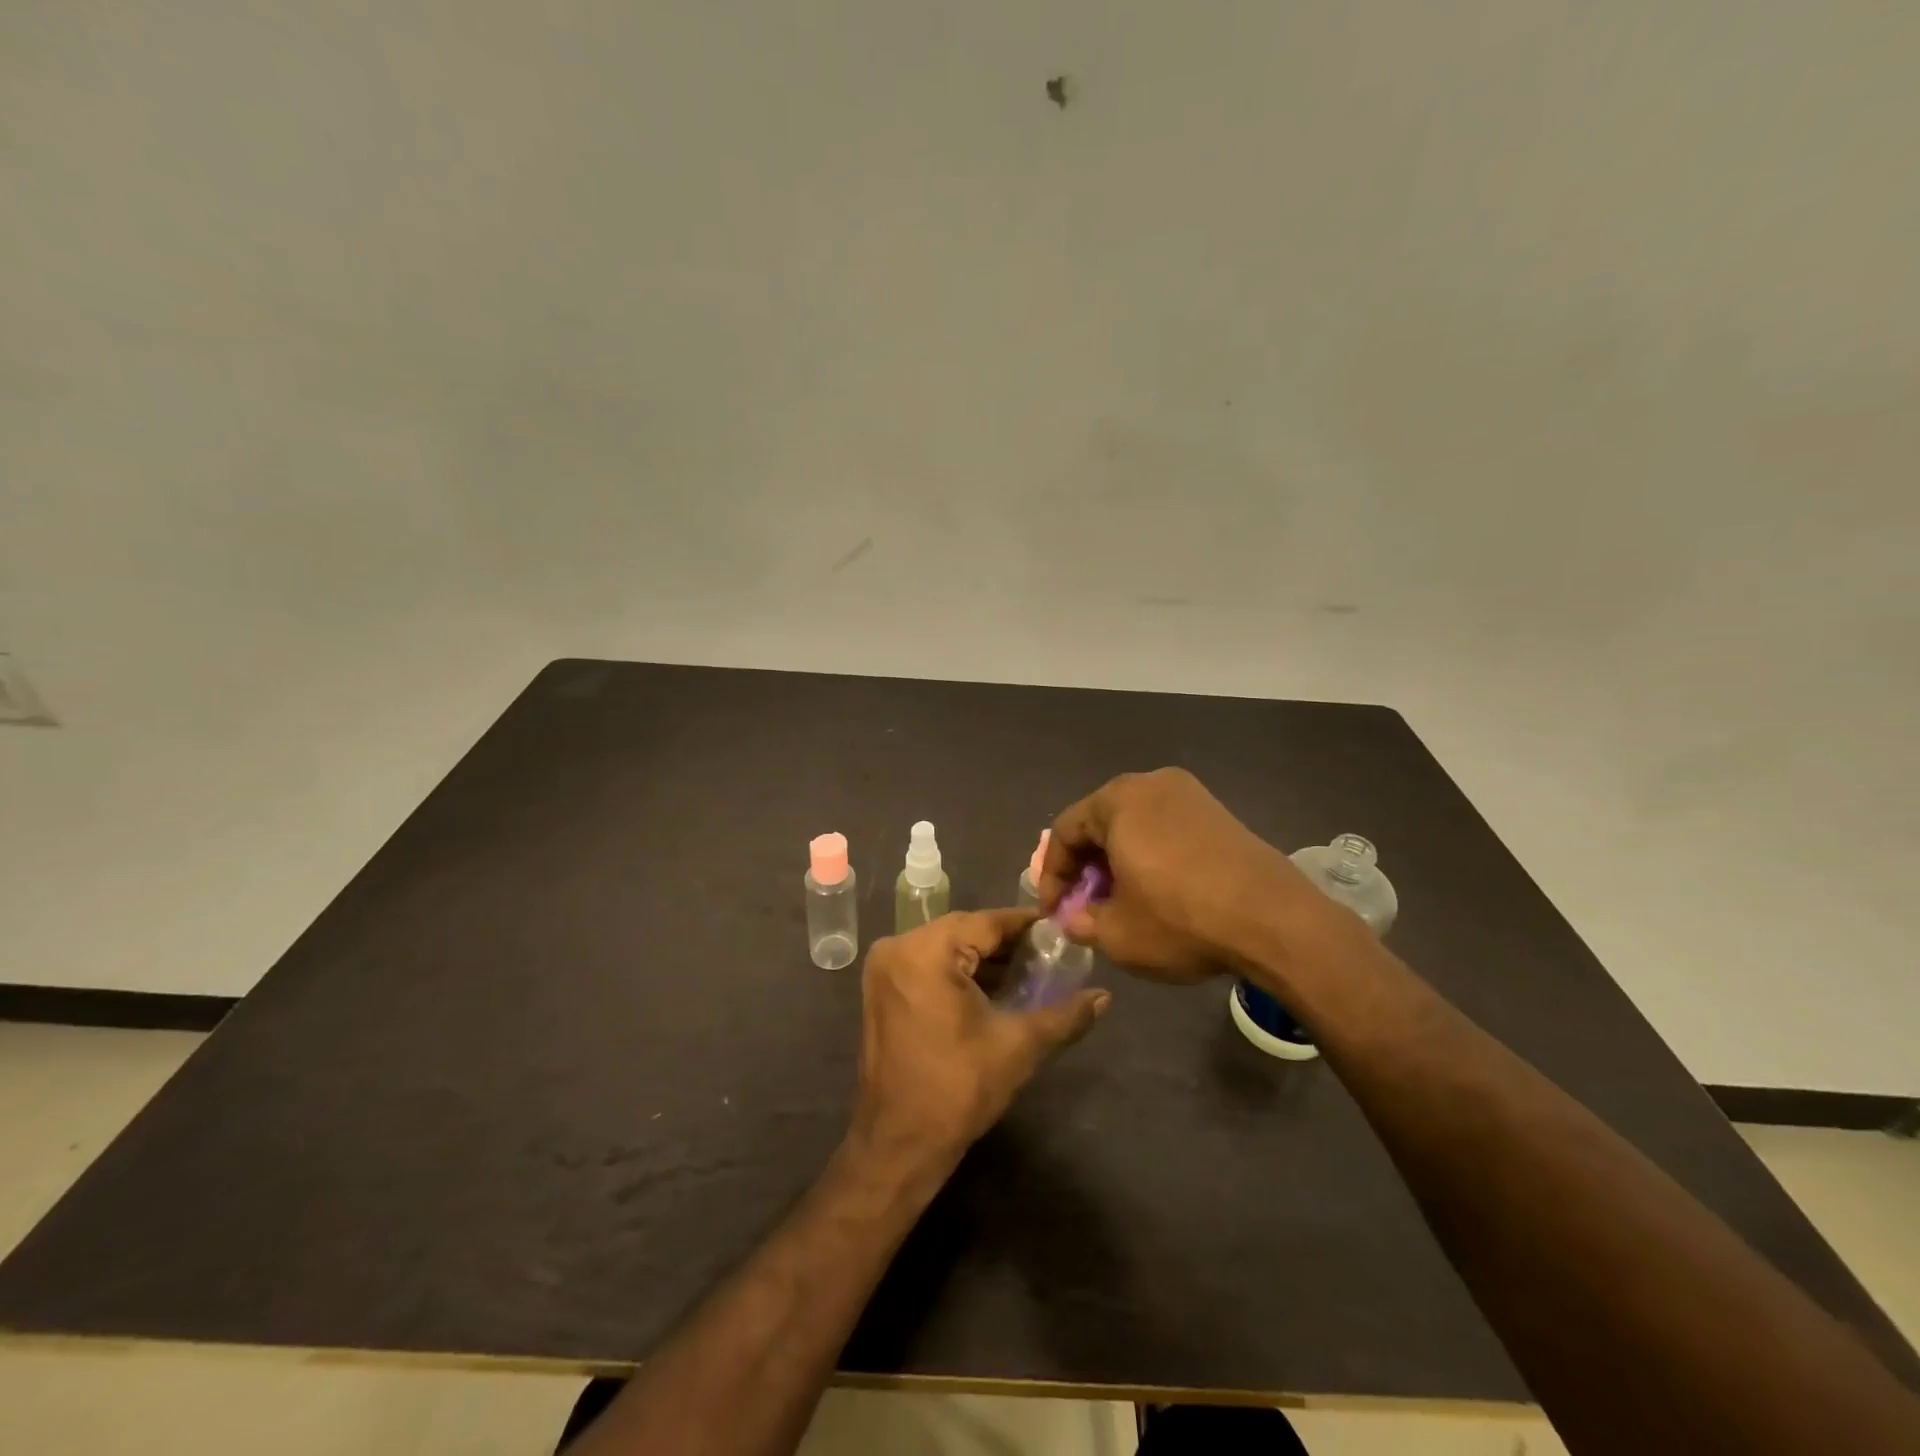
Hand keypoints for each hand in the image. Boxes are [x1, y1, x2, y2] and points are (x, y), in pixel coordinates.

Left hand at [850, 910, 1109, 1179]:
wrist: (899, 1144)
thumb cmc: (957, 1089)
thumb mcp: (1018, 1046)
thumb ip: (1064, 1015)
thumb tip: (1104, 997)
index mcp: (925, 951)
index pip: (987, 922)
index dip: (1026, 925)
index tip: (1060, 930)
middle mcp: (898, 947)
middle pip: (965, 932)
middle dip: (1007, 944)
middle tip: (1050, 955)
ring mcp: (885, 968)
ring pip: (946, 948)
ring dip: (984, 959)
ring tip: (1029, 973)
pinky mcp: (883, 989)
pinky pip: (929, 964)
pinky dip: (959, 972)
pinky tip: (993, 988)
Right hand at [1040, 767, 1350, 983]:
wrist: (1274, 921)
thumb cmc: (1181, 919)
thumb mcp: (1117, 934)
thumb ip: (1082, 923)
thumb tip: (1074, 920)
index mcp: (1118, 800)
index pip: (1065, 832)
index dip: (1053, 876)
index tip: (1053, 912)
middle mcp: (1151, 783)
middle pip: (1100, 823)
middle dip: (1086, 867)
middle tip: (1082, 906)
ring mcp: (1190, 794)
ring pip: (1134, 826)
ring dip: (1117, 862)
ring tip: (1118, 902)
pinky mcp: (1218, 813)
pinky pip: (1166, 829)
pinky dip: (1150, 856)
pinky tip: (1156, 891)